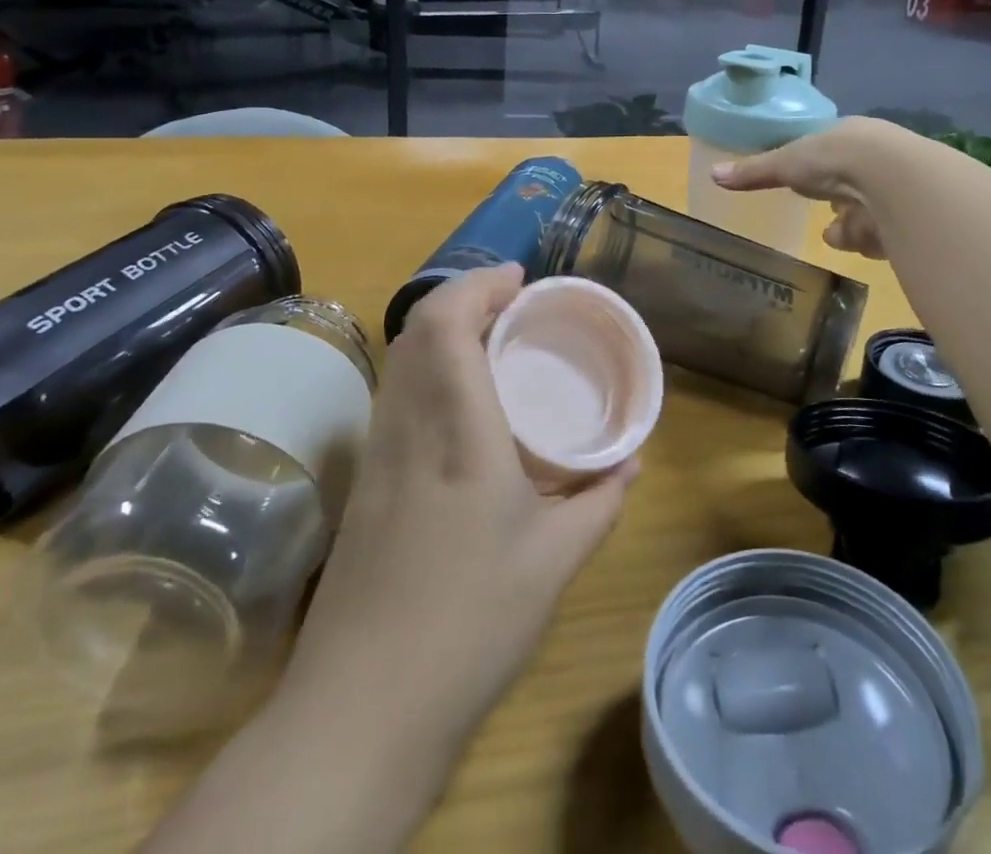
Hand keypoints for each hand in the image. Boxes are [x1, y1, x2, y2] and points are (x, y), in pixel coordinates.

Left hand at [288, 263, 637, 734]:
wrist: (360, 711)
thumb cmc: (469, 624)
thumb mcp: (555, 561)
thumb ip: (599, 502)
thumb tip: (630, 463)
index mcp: (457, 434)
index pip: (445, 328)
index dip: (477, 286)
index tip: (519, 279)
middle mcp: (408, 429)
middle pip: (415, 332)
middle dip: (462, 298)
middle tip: (513, 305)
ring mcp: (378, 456)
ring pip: (399, 362)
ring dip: (441, 331)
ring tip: (492, 340)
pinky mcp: (365, 485)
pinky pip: (395, 397)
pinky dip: (427, 370)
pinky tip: (462, 403)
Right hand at [712, 117, 908, 258]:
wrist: (892, 177)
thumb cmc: (833, 158)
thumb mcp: (786, 162)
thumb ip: (754, 172)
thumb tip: (712, 174)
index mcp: (849, 137)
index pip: (832, 155)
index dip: (819, 170)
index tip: (810, 182)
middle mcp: (876, 159)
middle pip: (849, 187)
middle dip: (837, 204)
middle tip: (827, 215)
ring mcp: (895, 189)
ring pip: (864, 215)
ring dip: (850, 228)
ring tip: (842, 233)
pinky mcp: (909, 219)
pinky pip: (882, 235)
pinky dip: (868, 240)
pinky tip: (866, 239)